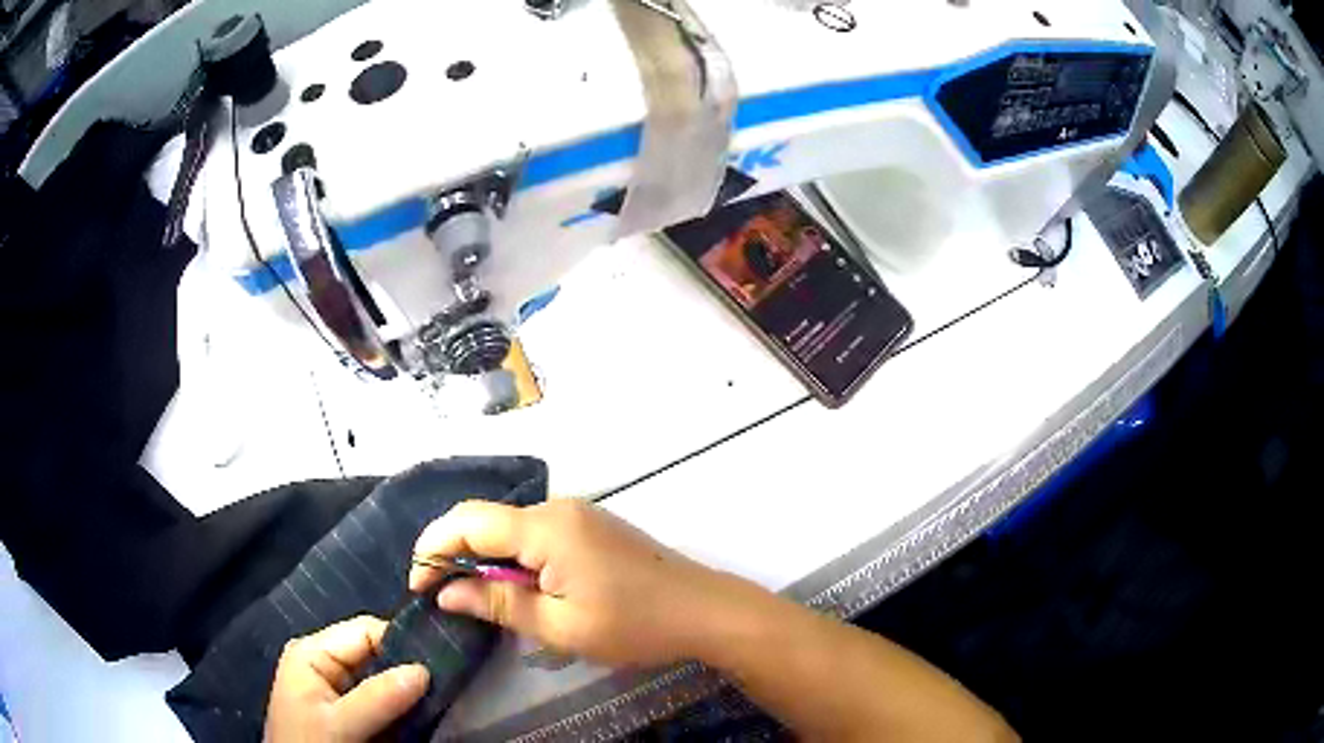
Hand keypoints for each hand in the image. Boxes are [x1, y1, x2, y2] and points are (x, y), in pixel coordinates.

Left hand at [265, 616, 429, 742]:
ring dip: (407, 693)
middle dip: (408, 671)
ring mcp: (336, 690)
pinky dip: (401, 709)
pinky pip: (381, 702)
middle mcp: (324, 663)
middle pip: (375, 655)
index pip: (366, 631)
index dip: (403, 644)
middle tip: (445, 687)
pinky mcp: (348, 714)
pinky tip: (420, 716)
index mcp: (313, 652)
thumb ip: (378, 698)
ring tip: (439, 701)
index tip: (442, 663)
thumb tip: (425, 670)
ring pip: (382, 681)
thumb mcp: (340, 724)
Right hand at [410, 499, 734, 667]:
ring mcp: (577, 513)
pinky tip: (514, 584)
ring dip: (485, 555)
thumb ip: (497, 604)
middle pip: (486, 519)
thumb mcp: (560, 625)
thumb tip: (446, 592)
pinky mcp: (590, 526)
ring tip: (472, 594)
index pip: (468, 521)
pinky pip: (535, 533)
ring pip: (510, 526)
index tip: (417, 584)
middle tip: (440, 593)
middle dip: (455, 552)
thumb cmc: (634, 624)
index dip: (433, 548)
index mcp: (546, 527)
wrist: (704, 610)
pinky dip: (513, 556)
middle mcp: (557, 508)